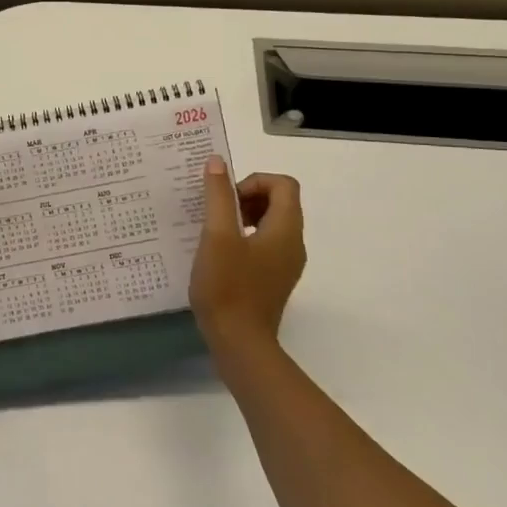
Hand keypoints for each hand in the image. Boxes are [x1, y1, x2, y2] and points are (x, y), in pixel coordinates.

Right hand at [189, 158, 305, 362]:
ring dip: (243, 218)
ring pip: (271, 224)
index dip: (254, 181)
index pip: (283, 185)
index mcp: (285, 230)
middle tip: (218, 213)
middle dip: (247, 197)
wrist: (239, 344)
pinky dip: (244, 238)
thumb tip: (217, 162)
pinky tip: (219, 255)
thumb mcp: (216, 236)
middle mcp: (293, 244)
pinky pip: (265, 245)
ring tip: (214, 232)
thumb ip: (218, 196)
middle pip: (279, 202)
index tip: (227, 198)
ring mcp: (286, 264)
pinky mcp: (274, 280)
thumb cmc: (227, 287)